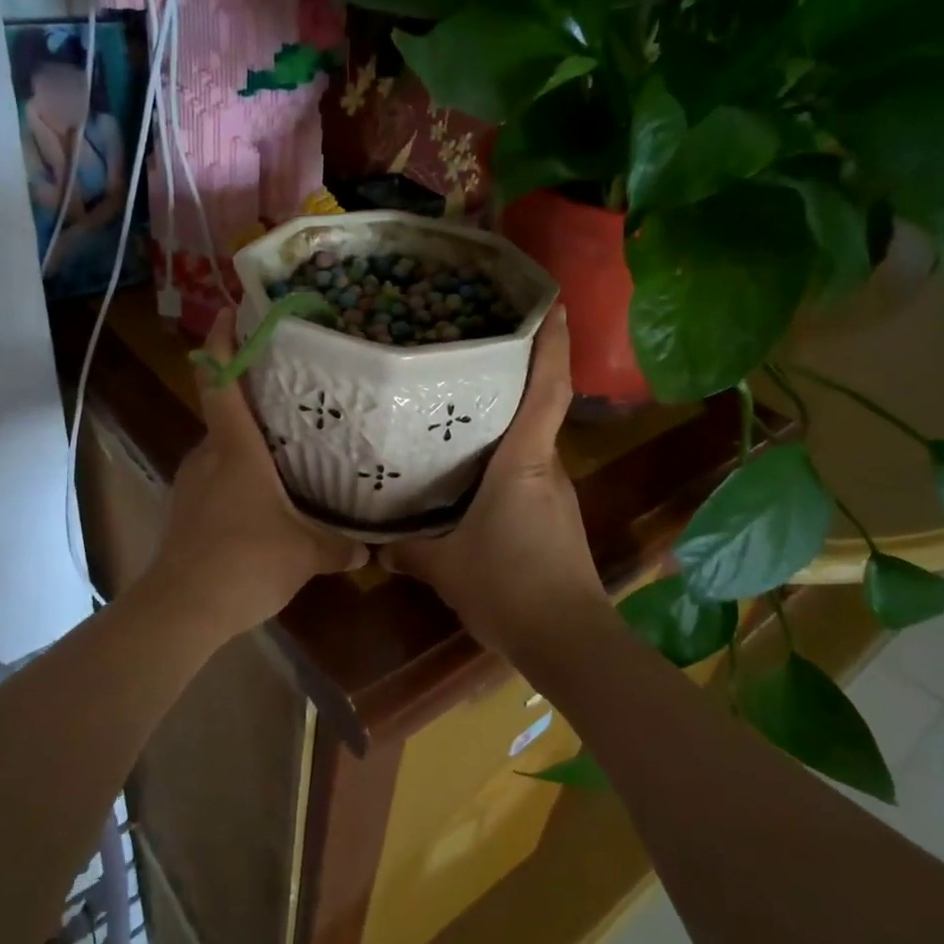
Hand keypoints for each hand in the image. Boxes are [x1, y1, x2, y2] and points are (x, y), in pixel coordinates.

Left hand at [145, 310, 368, 631]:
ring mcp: (190, 483)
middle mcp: (207, 456)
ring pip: (221, 451)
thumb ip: (338, 547)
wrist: (182, 609)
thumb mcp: (304, 554)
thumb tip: (368, 549)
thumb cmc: (245, 563)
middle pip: (226, 415)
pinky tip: (261, 504)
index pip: (221, 382)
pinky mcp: (184, 511)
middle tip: (293, 401)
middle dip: (254, 404)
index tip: (230, 313)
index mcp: (235, 449)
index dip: (222, 343)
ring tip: (284, 456)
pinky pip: (214, 481)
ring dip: (247, 449)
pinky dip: (236, 480)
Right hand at [383, 308, 607, 656]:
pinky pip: (527, 472)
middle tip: (475, 350)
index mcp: (523, 461)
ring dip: (505, 422)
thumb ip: (406, 549)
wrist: (567, 639)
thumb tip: (375, 543)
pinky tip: (471, 473)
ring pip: (529, 443)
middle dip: (515, 375)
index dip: (553, 344)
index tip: (553, 304)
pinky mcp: (555, 515)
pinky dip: (504, 460)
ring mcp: (555, 492)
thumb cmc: (508, 586)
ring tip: (461, 408)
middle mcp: (547, 466)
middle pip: (535, 408)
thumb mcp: (443, 566)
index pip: (547, 390)